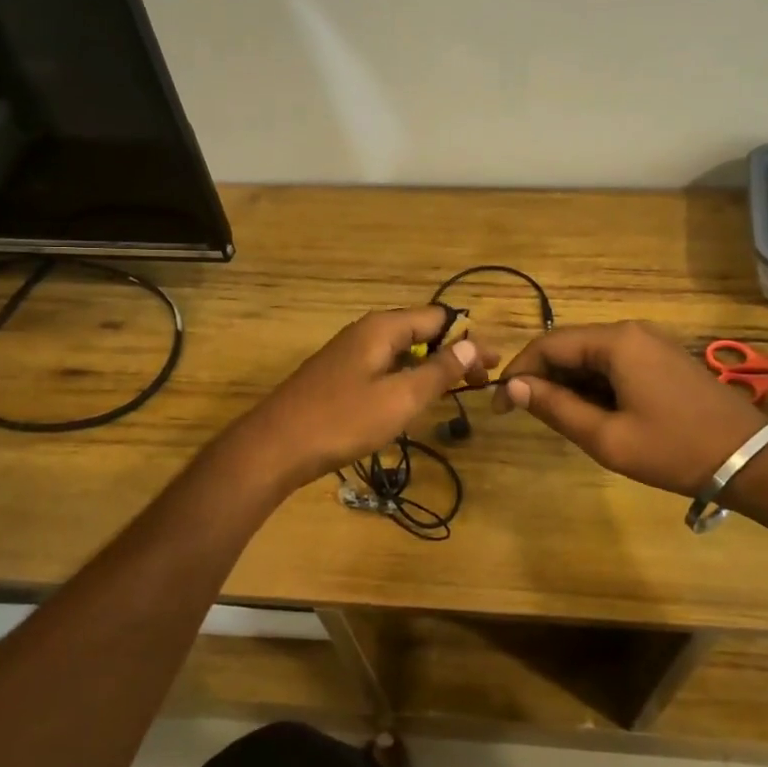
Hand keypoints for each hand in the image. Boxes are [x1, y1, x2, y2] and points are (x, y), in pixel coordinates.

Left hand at [230, 306, 498, 489]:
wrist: (275, 447)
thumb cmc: (343, 420)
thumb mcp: (400, 398)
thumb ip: (439, 370)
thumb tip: (473, 342)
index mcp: (382, 328)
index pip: (438, 318)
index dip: (468, 339)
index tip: (492, 366)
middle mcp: (365, 332)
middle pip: (420, 333)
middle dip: (452, 355)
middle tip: (479, 384)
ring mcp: (347, 354)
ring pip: (400, 353)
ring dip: (429, 369)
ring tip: (454, 393)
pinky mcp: (337, 377)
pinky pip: (382, 369)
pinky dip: (405, 380)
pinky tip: (411, 403)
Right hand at [492, 321, 765, 494]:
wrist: (752, 460)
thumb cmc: (674, 449)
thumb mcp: (607, 437)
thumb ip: (555, 408)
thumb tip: (513, 387)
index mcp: (615, 342)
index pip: (548, 345)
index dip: (518, 372)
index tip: (499, 406)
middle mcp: (630, 331)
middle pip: (569, 347)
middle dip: (541, 378)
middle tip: (525, 416)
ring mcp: (650, 343)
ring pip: (591, 357)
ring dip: (568, 384)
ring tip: (558, 420)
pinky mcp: (663, 359)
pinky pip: (614, 364)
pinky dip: (594, 385)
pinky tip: (593, 414)